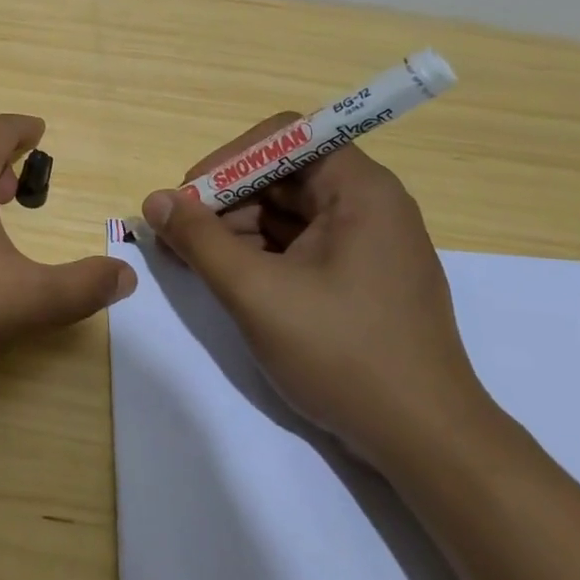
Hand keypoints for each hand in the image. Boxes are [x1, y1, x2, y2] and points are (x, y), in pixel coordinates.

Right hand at [141, 114, 496, 468]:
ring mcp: (367, 243)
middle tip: (179, 236)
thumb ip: (199, 240)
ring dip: (235, 229)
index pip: (284, 137)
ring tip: (193, 262)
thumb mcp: (256, 292)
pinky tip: (226, 278)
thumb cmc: (342, 353)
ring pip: (287, 212)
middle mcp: (369, 204)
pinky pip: (299, 245)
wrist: (426, 442)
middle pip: (282, 174)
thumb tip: (154, 200)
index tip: (190, 197)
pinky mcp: (361, 277)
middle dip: (225, 200)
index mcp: (359, 190)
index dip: (229, 159)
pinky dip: (259, 254)